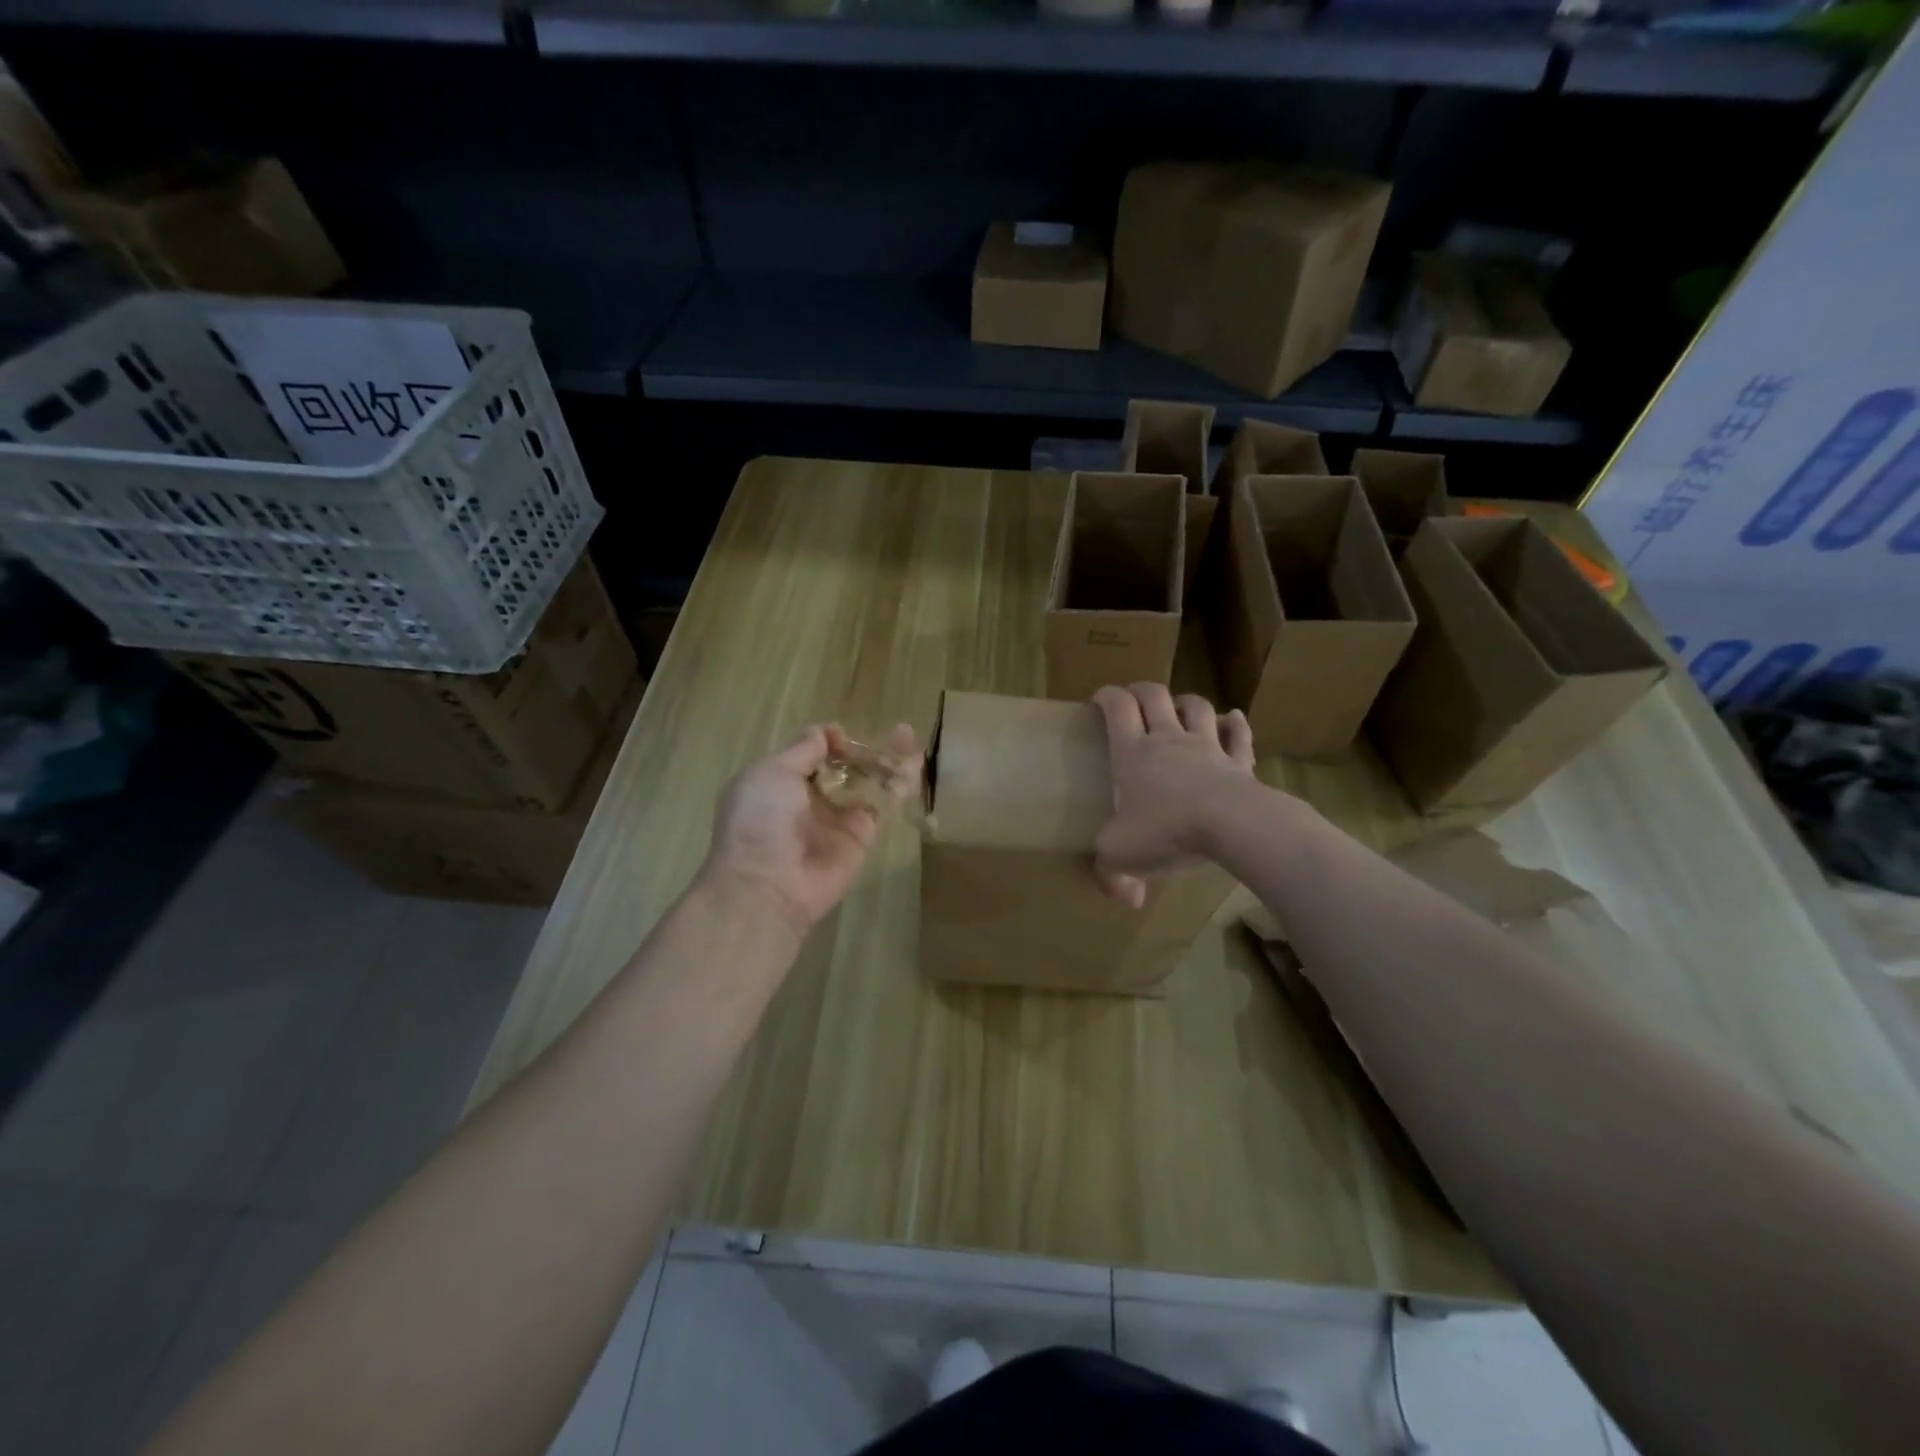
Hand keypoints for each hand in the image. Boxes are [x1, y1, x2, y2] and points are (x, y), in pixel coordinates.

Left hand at [704, 722, 918, 937]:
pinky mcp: (863, 837)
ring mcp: (839, 818)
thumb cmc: (759, 820)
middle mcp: (811, 799)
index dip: (829, 740)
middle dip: (865, 748)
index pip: (813, 754)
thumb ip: (803, 749)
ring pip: (868, 782)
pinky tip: (913, 763)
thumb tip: (830, 731)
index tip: (841, 736)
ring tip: (908, 735)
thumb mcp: (771, 772)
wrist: (767, 886)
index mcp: (781, 782)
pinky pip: (882, 806)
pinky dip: (898, 785)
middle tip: (894, 729)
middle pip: (845, 766)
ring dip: (888, 759)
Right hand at [1092, 684, 1254, 908]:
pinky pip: (1239, 735)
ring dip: (1185, 702)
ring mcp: (1208, 747)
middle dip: (1141, 690)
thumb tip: (1126, 899)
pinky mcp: (1240, 763)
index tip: (1099, 700)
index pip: (1117, 707)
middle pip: (1155, 696)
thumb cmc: (1167, 831)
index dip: (1106, 696)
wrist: (1232, 826)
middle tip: (1134, 698)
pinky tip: (1233, 719)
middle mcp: (1169, 740)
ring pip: (1197, 707)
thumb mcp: (1122, 857)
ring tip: (1179, 708)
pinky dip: (1235, 724)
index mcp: (1133, 752)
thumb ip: (1112, 876)